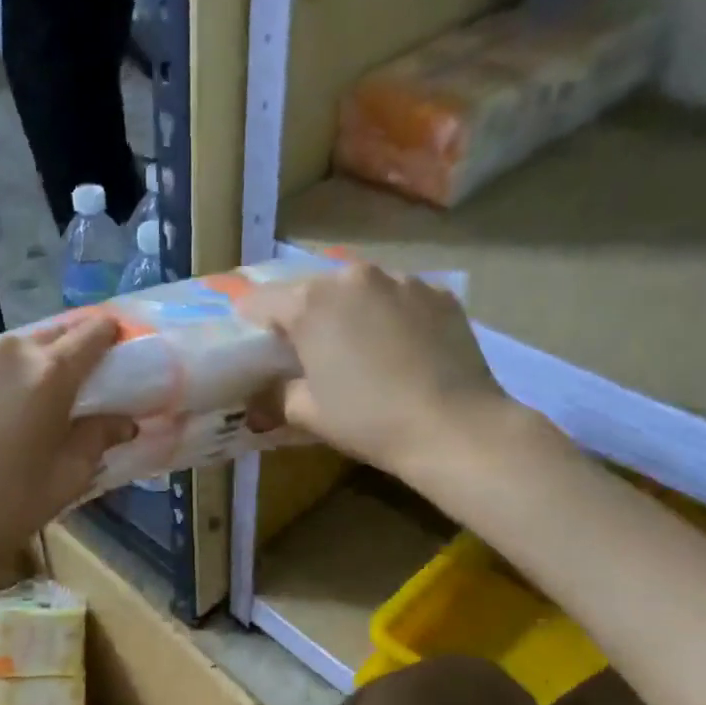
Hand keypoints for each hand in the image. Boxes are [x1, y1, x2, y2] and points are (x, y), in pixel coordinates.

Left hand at [0, 317, 135, 576]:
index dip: (106, 337)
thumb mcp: (64, 481)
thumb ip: (97, 439)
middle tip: (57, 392)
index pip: (91, 333)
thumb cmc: (3, 512)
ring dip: (6, 373)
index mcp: (47, 373)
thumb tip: (122, 421)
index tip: (111, 350)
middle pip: (41, 338)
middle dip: (57, 358)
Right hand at [237, 264, 510, 479]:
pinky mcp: (439, 293)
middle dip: (303, 317)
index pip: (260, 300)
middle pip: (312, 290)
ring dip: (350, 313)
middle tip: (308, 353)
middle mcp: (353, 277)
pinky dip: (391, 316)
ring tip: (360, 351)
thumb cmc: (368, 420)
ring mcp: (402, 280)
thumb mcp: (308, 414)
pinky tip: (401, 351)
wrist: (454, 427)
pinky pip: (400, 298)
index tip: (254, 346)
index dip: (250, 323)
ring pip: (359, 291)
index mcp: (311, 303)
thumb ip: (273, 398)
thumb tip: (255, 404)